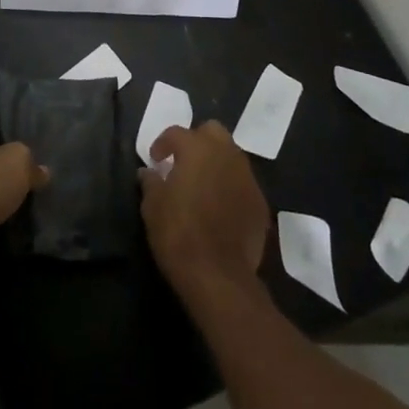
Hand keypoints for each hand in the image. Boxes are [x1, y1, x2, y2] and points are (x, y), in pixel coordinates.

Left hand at [0, 120, 48, 273]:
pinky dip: (0, 211)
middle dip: (5, 160)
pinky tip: (18, 214)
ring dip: (3, 188)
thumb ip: (31, 162)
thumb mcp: (19, 161)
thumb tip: (41, 171)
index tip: (20, 131)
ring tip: (29, 190)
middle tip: (31, 163)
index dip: (1, 125)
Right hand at [139, 121, 270, 305]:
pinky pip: (243, 184)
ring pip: (232, 156)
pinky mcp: (260, 203)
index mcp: (197, 149)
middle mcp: (226, 154)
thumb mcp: (152, 207)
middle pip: (213, 131)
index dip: (163, 143)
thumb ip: (151, 182)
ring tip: (203, 184)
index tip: (155, 159)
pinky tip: (221, 208)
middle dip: (197, 141)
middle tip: (183, 162)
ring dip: (217, 163)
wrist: (218, 276)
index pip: (177, 133)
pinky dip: (231, 187)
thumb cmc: (179, 234)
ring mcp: (247, 178)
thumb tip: (148, 172)